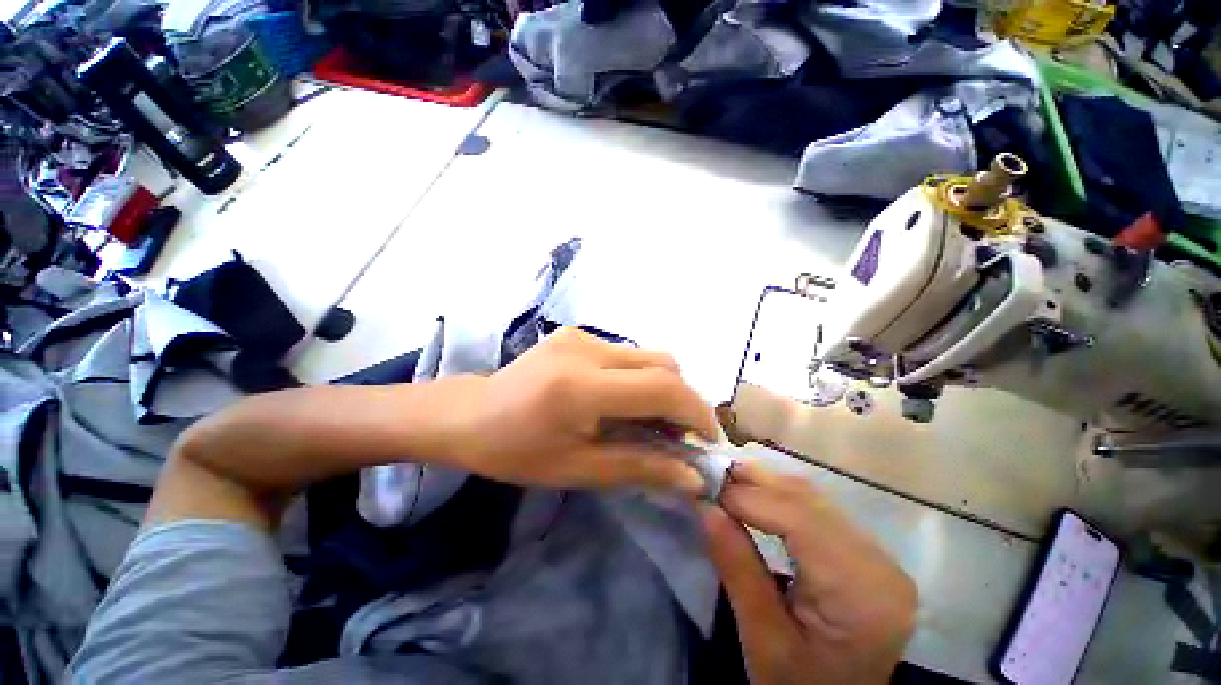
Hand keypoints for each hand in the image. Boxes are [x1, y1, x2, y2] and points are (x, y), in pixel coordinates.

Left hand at [441, 327, 718, 493]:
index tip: (706, 440)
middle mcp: (586, 349)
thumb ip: (640, 467)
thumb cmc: (516, 451)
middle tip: (675, 435)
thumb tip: (692, 477)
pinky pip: (626, 353)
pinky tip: (619, 400)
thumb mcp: (578, 469)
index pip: (662, 388)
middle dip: (682, 400)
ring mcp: (581, 335)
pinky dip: (638, 377)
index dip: (696, 412)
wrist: (470, 413)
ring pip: (648, 356)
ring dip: (660, 387)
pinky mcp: (577, 333)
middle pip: (663, 364)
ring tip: (647, 419)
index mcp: (581, 387)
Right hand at [700, 462, 916, 684]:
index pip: (799, 520)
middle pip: (808, 501)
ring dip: (766, 484)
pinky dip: (780, 495)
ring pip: (813, 497)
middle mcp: (881, 565)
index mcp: (861, 594)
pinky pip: (818, 508)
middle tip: (711, 476)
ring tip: (727, 482)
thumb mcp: (761, 638)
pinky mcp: (868, 553)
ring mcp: (879, 556)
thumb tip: (703, 505)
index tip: (704, 488)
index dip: (748, 497)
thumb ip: (736, 566)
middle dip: (754, 481)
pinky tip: (756, 495)